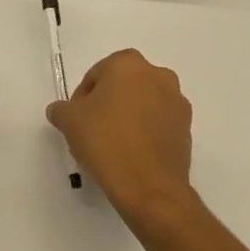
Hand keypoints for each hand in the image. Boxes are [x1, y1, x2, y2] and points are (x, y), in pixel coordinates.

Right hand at [47, 49, 193, 227]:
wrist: (149, 187)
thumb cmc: (106, 142)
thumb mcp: (69, 121)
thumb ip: (61, 108)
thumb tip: (61, 111)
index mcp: (128, 64)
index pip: (97, 74)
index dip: (83, 97)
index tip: (78, 120)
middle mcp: (158, 75)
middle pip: (123, 85)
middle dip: (108, 103)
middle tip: (93, 130)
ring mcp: (177, 102)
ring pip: (143, 103)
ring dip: (129, 116)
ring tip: (114, 145)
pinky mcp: (187, 128)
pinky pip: (159, 123)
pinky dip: (146, 132)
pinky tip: (133, 154)